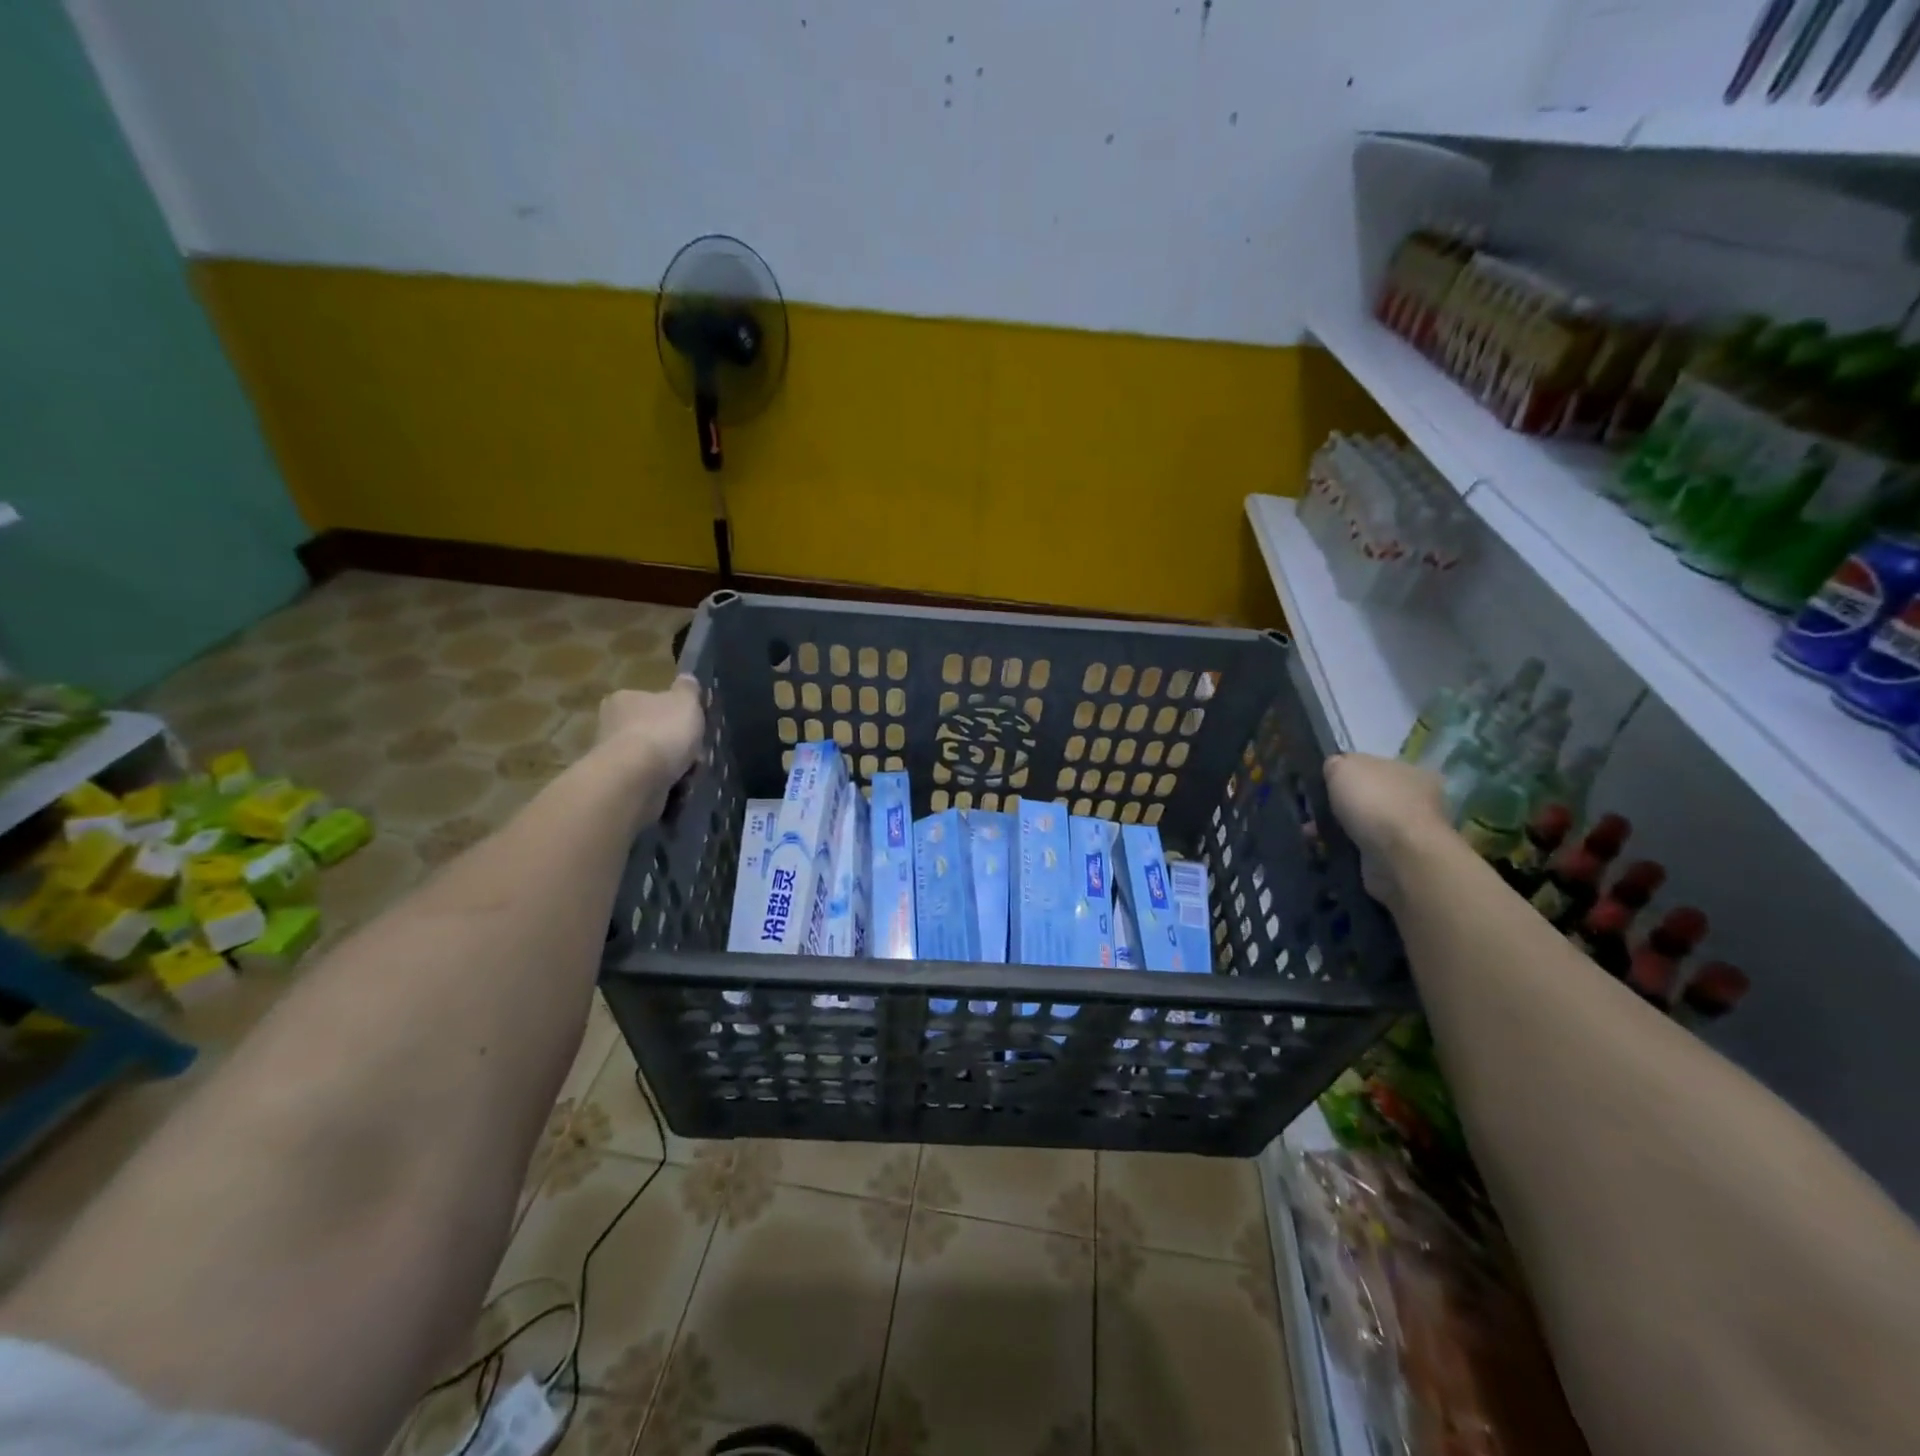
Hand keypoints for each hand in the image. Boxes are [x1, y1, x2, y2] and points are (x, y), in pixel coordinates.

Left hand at [594, 678, 705, 818]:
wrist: (636, 779)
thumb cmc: (662, 732)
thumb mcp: (686, 701)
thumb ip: (688, 690)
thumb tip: (687, 679)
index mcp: (624, 699)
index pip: (650, 701)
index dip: (674, 713)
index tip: (691, 725)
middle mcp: (611, 725)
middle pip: (651, 731)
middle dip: (674, 743)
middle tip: (695, 753)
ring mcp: (612, 757)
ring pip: (651, 759)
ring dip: (671, 766)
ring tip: (690, 774)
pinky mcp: (617, 785)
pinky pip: (649, 782)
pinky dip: (664, 785)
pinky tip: (678, 788)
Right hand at [1323, 753, 1449, 907]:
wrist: (1399, 857)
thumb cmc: (1375, 802)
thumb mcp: (1344, 767)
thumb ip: (1335, 764)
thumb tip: (1332, 769)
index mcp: (1409, 771)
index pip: (1370, 766)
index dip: (1342, 773)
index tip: (1318, 784)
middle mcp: (1413, 799)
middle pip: (1364, 796)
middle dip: (1335, 805)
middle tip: (1310, 811)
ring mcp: (1406, 832)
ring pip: (1360, 825)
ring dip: (1335, 829)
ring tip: (1310, 834)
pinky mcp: (1396, 860)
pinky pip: (1361, 849)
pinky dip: (1342, 849)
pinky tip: (1324, 849)